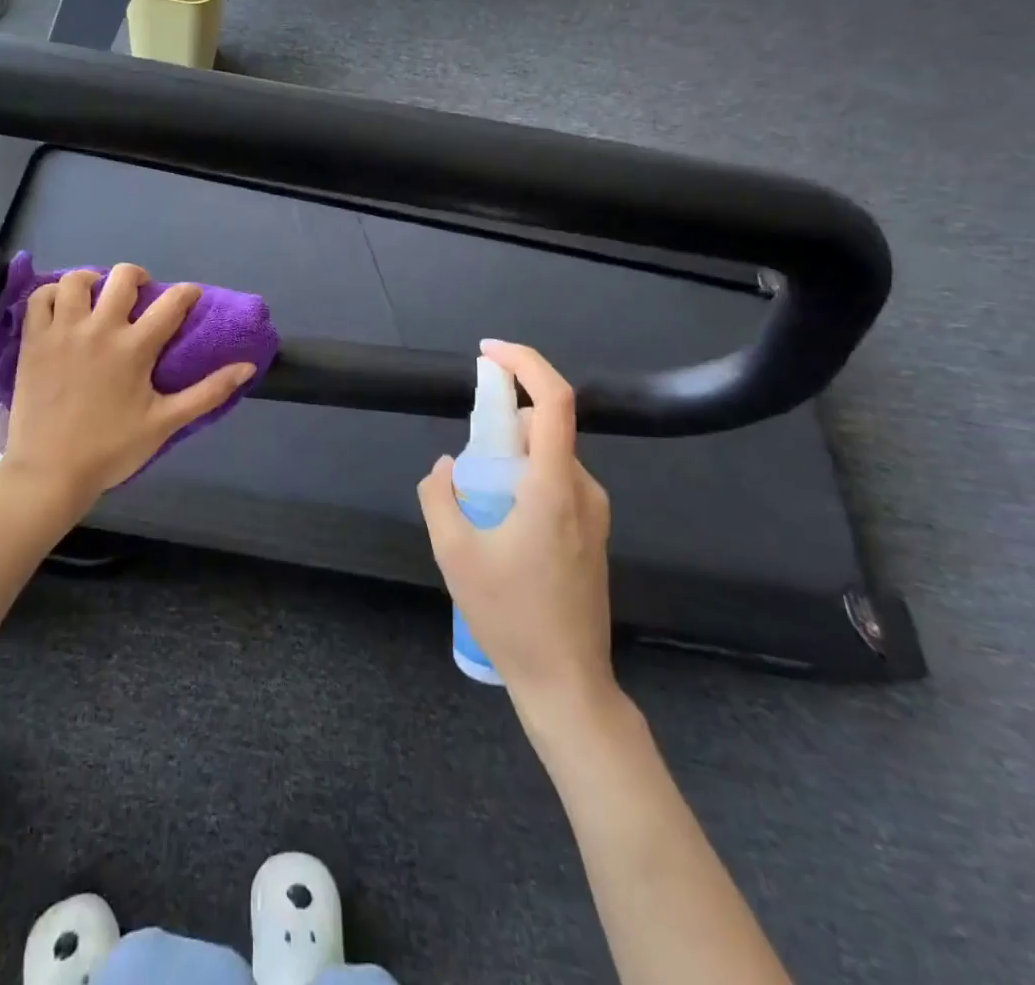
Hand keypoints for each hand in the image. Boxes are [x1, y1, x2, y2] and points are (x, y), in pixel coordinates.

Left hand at [1, 264, 257, 521]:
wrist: (50, 472)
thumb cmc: (111, 449)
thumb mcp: (166, 423)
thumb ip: (208, 392)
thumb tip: (247, 367)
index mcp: (135, 348)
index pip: (172, 302)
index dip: (188, 293)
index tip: (191, 297)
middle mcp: (100, 329)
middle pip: (123, 277)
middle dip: (139, 277)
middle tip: (140, 296)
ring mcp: (62, 331)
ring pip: (78, 279)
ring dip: (94, 280)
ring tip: (98, 297)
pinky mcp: (33, 340)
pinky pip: (40, 297)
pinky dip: (53, 293)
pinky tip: (64, 307)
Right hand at [416, 340, 622, 729]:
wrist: (567, 682)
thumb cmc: (510, 616)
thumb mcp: (454, 553)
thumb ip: (440, 496)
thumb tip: (447, 466)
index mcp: (555, 487)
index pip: (555, 401)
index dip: (525, 363)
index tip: (488, 352)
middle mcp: (584, 490)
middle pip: (546, 428)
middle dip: (502, 424)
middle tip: (467, 455)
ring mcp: (594, 513)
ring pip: (549, 458)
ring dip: (511, 457)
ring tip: (478, 503)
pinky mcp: (594, 533)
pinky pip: (556, 483)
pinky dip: (525, 480)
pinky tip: (500, 525)